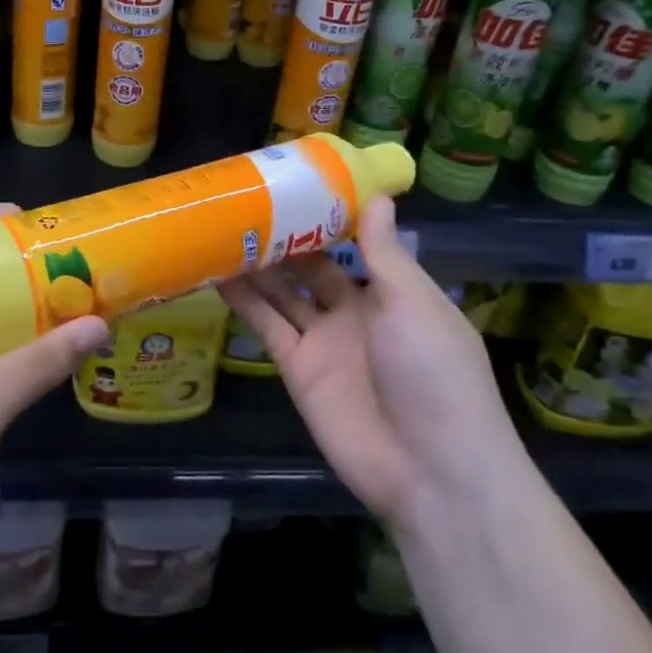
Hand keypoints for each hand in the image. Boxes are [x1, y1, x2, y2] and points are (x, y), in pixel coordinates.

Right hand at [218, 196, 522, 526]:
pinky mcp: (297, 368)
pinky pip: (267, 326)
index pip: (356, 243)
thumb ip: (384, 252)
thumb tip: (378, 196)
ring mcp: (324, 341)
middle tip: (246, 199)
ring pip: (284, 292)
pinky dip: (244, 301)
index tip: (297, 181)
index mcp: (394, 292)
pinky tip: (217, 272)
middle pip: (313, 266)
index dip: (328, 215)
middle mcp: (356, 311)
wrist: (431, 471)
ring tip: (222, 227)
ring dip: (257, 264)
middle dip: (285, 236)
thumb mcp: (412, 303)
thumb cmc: (434, 373)